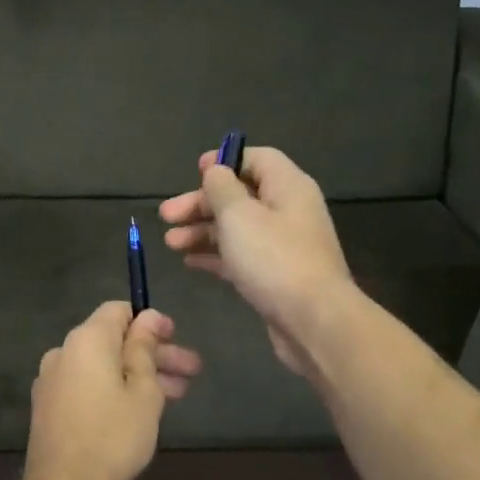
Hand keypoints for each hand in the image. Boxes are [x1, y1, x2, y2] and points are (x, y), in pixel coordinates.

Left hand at [25, 303, 201, 479]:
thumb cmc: (113, 435)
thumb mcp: (143, 390)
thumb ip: (144, 349)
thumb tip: (148, 318)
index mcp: (86, 340)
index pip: (118, 311)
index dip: (150, 321)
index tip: (176, 338)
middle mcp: (63, 352)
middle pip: (113, 341)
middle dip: (154, 354)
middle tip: (191, 372)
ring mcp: (51, 381)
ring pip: (102, 367)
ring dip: (138, 375)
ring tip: (177, 395)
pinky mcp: (48, 408)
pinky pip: (87, 386)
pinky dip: (113, 390)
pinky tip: (139, 410)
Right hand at [159, 146, 353, 376]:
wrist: (313, 321)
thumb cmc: (273, 259)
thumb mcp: (238, 214)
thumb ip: (221, 187)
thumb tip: (216, 171)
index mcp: (287, 187)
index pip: (257, 158)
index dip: (225, 161)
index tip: (194, 172)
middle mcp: (288, 211)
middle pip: (240, 195)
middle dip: (201, 203)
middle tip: (166, 215)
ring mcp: (283, 245)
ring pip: (236, 228)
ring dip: (201, 231)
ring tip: (170, 243)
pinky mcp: (275, 275)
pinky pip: (240, 255)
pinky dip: (215, 255)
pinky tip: (189, 262)